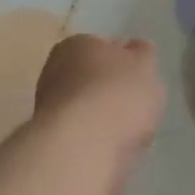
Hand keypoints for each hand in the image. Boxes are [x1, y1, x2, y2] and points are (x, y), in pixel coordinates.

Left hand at [32, 35, 166, 194]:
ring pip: (87, 110)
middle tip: (138, 107)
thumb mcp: (144, 64)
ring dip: (105, 119)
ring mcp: (51, 108)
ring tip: (130, 134)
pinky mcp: (54, 141)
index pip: (103, 46)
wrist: (84, 147)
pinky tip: (115, 150)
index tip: (141, 78)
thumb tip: (135, 48)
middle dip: (112, 92)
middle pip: (92, 80)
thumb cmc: (118, 94)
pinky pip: (85, 136)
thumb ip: (142, 55)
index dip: (125, 61)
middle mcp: (55, 72)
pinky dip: (99, 142)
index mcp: (76, 44)